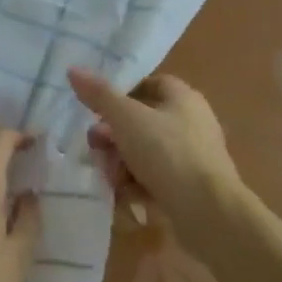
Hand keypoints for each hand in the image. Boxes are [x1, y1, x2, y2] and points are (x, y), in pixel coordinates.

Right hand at [68, 67, 246, 234]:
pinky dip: (137, 184)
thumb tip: (73, 69)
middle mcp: (191, 122)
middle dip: (113, 136)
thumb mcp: (127, 118)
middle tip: (96, 147)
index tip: (97, 110)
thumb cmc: (167, 153)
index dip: (120, 94)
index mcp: (182, 98)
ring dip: (121, 163)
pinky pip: (156, 178)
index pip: (148, 84)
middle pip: (142, 121)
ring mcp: (192, 156)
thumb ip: (99, 95)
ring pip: (145, 152)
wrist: (208, 212)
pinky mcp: (190, 187)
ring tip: (109, 177)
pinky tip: (124, 195)